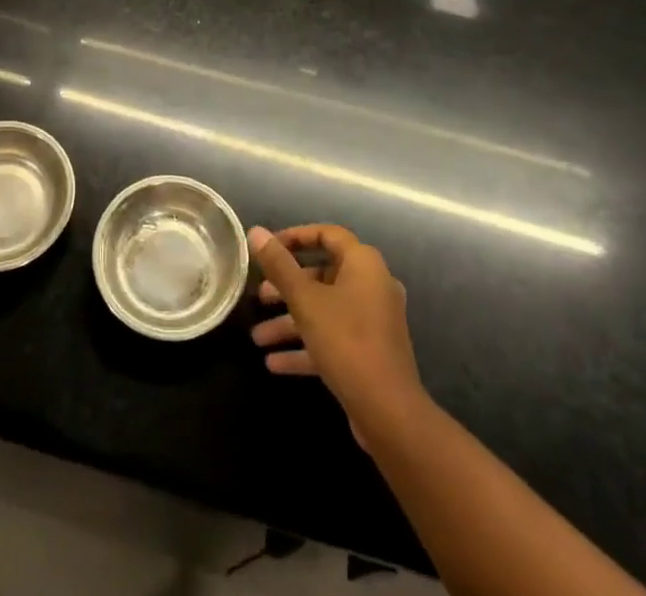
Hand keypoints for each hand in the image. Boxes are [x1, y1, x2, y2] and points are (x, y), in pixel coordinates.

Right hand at [249, 225, 424, 427]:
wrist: (389, 413)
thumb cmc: (346, 341)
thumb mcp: (305, 301)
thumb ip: (279, 265)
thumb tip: (256, 231)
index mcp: (363, 263)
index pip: (327, 235)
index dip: (295, 237)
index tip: (268, 248)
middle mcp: (372, 286)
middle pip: (322, 276)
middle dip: (287, 287)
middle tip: (259, 295)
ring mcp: (373, 322)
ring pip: (324, 311)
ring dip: (290, 322)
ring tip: (257, 337)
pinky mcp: (369, 353)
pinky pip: (333, 339)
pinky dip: (306, 347)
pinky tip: (273, 363)